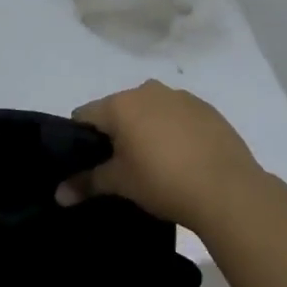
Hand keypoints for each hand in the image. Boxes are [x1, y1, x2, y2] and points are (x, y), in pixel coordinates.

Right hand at [62, 80, 266, 232]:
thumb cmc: (162, 181)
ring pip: (150, 110)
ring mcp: (181, 97)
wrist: (228, 189)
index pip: (84, 115)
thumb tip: (58, 195)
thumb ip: (86, 183)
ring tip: (156, 164)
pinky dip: (173, 131)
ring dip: (146, 129)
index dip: (80, 139)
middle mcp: (148, 90)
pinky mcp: (207, 109)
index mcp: (121, 104)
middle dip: (115, 133)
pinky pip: (178, 116)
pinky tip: (183, 159)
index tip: (89, 163)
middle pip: (118, 110)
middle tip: (122, 167)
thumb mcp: (120, 184)